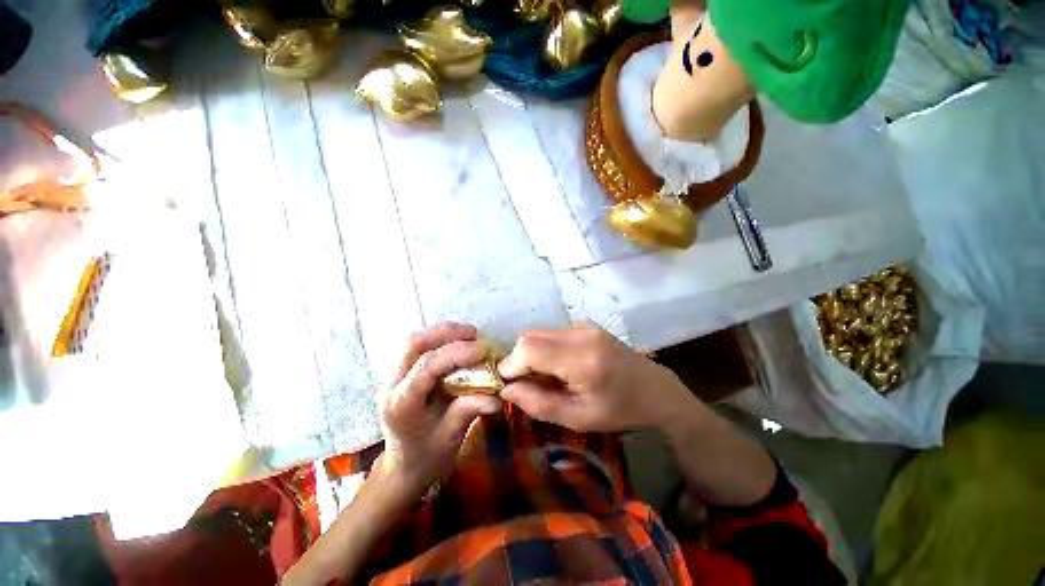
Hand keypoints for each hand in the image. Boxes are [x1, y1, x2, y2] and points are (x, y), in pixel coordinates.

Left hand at [378, 322, 500, 495]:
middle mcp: (391, 385)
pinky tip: (456, 343)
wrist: (403, 468)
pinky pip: (418, 347)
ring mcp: (393, 377)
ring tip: (468, 334)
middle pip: (413, 344)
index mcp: (401, 404)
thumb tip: (497, 396)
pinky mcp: (401, 374)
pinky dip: (439, 340)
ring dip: (442, 333)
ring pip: (413, 342)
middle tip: (473, 333)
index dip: (457, 352)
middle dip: (445, 332)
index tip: (483, 349)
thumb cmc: (426, 457)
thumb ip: (469, 410)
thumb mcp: (451, 438)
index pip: (427, 366)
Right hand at [497, 325, 694, 431]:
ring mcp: (584, 325)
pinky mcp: (586, 325)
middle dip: (519, 359)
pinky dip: (545, 348)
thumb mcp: (579, 418)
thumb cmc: (620, 410)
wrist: (657, 390)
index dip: (510, 365)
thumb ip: (539, 404)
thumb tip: (507, 389)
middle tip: (527, 384)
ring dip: (531, 354)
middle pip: (530, 336)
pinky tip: (559, 367)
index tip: (508, 385)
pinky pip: (552, 333)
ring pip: (539, 333)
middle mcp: (581, 333)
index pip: (529, 349)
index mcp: (582, 359)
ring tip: (545, 377)